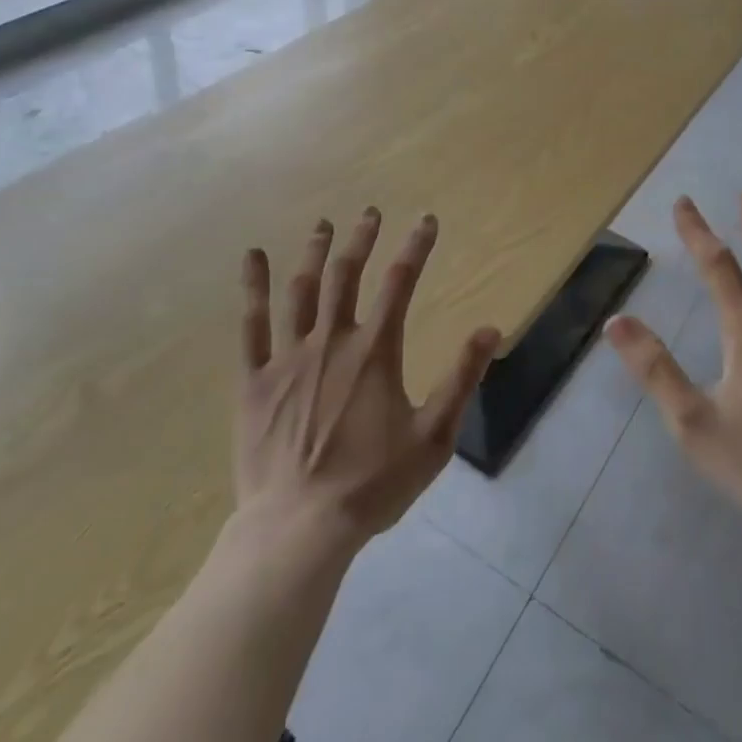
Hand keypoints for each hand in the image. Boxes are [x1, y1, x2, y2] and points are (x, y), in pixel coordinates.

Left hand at [234, 209, 500, 548]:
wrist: (299, 529)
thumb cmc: (371, 485)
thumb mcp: (433, 438)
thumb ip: (461, 379)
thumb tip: (490, 329)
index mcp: (374, 352)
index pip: (400, 283)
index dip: (416, 247)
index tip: (426, 220)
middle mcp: (331, 341)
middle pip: (347, 275)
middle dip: (361, 239)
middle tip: (370, 212)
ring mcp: (288, 358)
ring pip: (302, 290)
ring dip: (314, 252)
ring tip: (323, 225)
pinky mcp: (254, 380)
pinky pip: (251, 325)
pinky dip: (253, 288)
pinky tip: (253, 257)